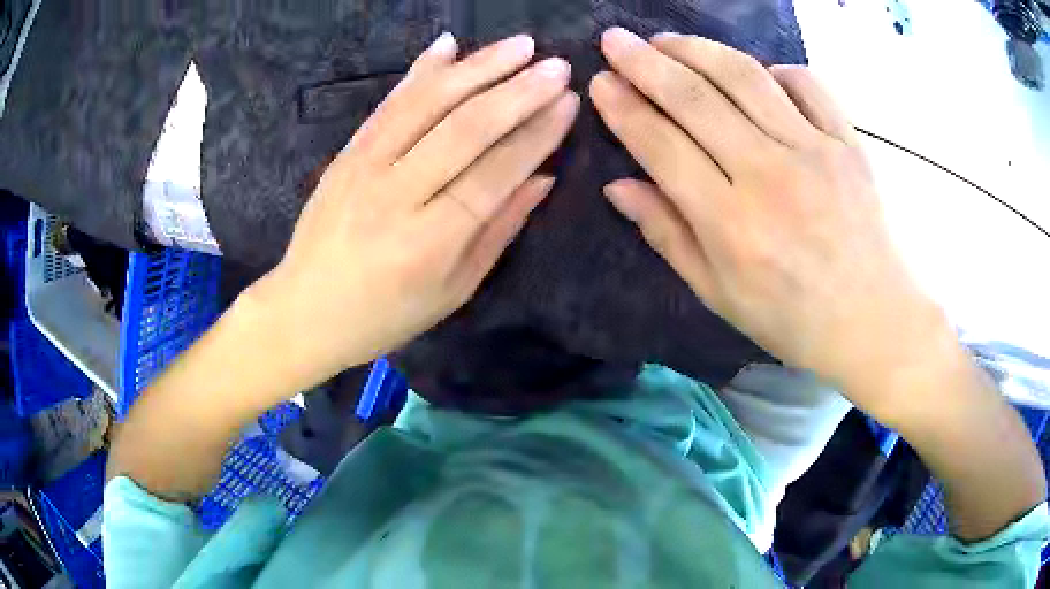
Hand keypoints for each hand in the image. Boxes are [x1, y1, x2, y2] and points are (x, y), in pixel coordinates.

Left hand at [248, 33, 578, 387]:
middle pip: (465, 128)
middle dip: (518, 91)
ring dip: (478, 67)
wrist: (304, 312)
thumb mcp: (453, 290)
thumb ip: (498, 231)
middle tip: (558, 66)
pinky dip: (420, 70)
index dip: (537, 134)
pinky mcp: (345, 153)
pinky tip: (448, 44)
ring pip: (427, 103)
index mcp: (430, 242)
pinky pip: (388, 104)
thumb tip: (543, 179)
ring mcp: (364, 166)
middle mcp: (396, 195)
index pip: (495, 172)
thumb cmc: (384, 315)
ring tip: (520, 45)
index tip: (569, 102)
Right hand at [591, 28, 948, 412]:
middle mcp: (769, 175)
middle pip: (696, 98)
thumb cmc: (792, 319)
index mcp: (731, 223)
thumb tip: (618, 187)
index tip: (601, 82)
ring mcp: (814, 151)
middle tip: (616, 40)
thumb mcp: (719, 293)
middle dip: (645, 62)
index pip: (661, 146)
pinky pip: (806, 84)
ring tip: (667, 40)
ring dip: (697, 49)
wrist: (873, 320)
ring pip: (745, 77)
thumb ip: (668, 234)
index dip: (624, 108)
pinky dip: (774, 69)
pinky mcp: (846, 142)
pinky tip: (756, 73)